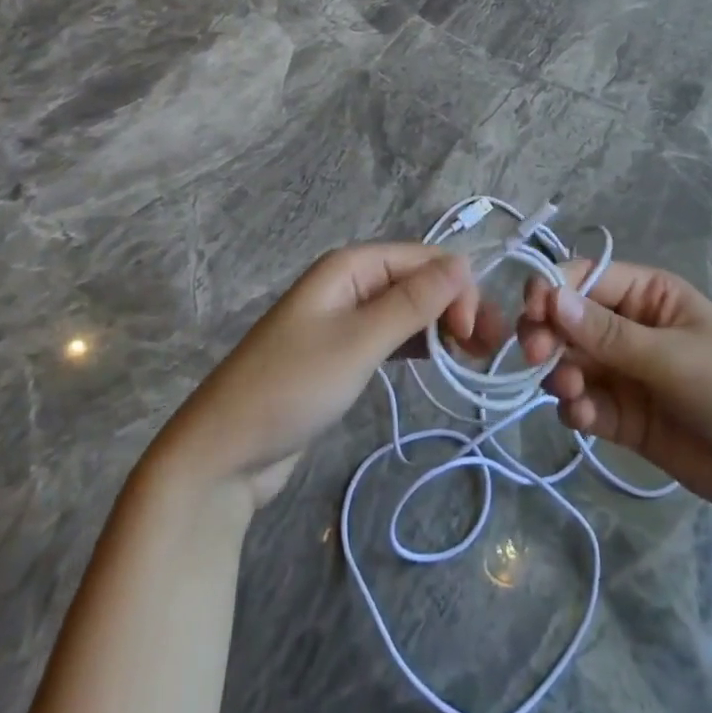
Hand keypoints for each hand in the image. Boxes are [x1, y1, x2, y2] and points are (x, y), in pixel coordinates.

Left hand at [141, 245, 505, 510]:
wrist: (224, 453)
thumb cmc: (292, 387)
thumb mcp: (358, 341)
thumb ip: (412, 302)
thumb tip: (463, 262)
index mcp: (350, 266)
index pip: (422, 259)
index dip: (456, 287)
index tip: (477, 333)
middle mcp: (349, 283)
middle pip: (417, 282)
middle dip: (455, 307)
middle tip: (487, 351)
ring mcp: (345, 319)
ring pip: (408, 310)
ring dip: (442, 328)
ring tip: (474, 359)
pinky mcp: (343, 354)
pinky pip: (392, 337)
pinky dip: (419, 346)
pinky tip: (440, 363)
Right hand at [517, 261, 711, 535]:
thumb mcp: (673, 357)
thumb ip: (608, 334)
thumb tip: (551, 299)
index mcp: (647, 294)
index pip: (585, 277)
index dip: (553, 289)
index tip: (530, 312)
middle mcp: (629, 326)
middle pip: (568, 320)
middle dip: (547, 334)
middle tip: (534, 356)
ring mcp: (624, 373)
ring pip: (570, 362)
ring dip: (560, 374)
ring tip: (573, 394)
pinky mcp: (623, 416)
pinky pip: (584, 403)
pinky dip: (576, 408)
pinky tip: (584, 419)